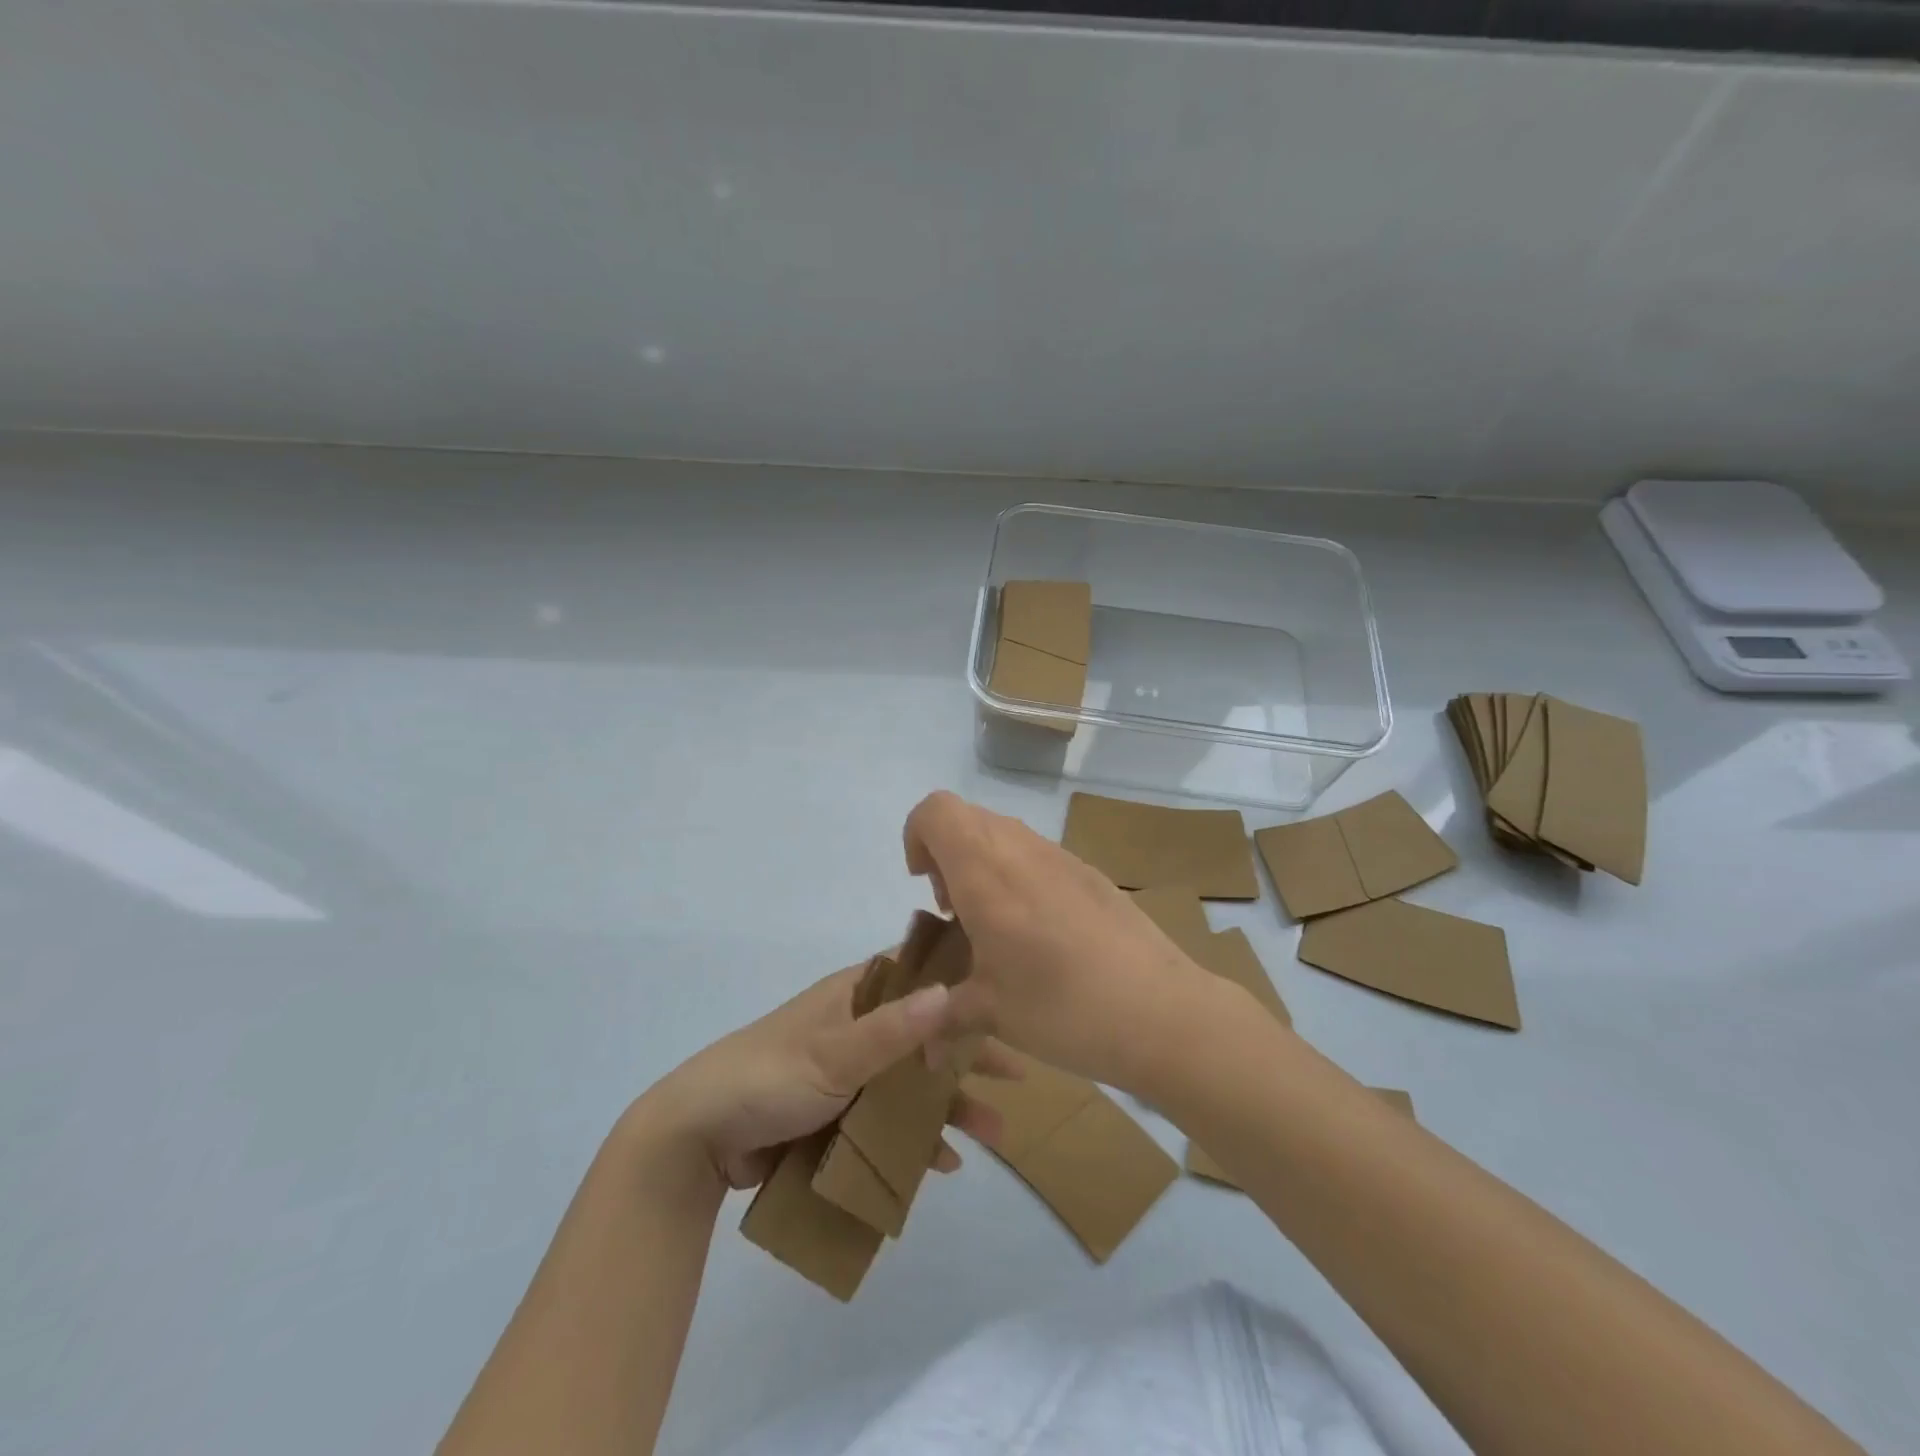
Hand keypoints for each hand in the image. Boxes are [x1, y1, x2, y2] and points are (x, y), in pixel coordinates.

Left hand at [649, 962, 1013, 1189]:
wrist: (698, 1138)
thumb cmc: (768, 1077)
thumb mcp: (833, 1053)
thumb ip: (892, 1029)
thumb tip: (951, 991)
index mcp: (854, 995)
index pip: (918, 977)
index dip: (961, 988)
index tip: (1007, 1001)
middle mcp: (857, 1026)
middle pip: (925, 1035)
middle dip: (967, 1057)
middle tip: (1018, 1074)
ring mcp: (848, 1072)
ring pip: (911, 1083)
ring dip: (949, 1105)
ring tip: (994, 1133)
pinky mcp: (837, 1113)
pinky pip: (888, 1121)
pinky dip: (915, 1138)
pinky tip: (944, 1163)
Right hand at [903, 791, 1210, 1090]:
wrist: (1160, 1011)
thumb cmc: (1062, 1006)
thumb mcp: (989, 1014)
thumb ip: (942, 1015)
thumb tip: (919, 1042)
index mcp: (985, 871)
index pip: (935, 810)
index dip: (916, 837)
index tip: (925, 887)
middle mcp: (1021, 848)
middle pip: (967, 818)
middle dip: (947, 856)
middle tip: (957, 913)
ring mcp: (1061, 856)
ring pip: (1004, 835)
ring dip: (984, 866)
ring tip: (997, 928)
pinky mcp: (1090, 872)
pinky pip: (1038, 855)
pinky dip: (1020, 877)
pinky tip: (1041, 935)